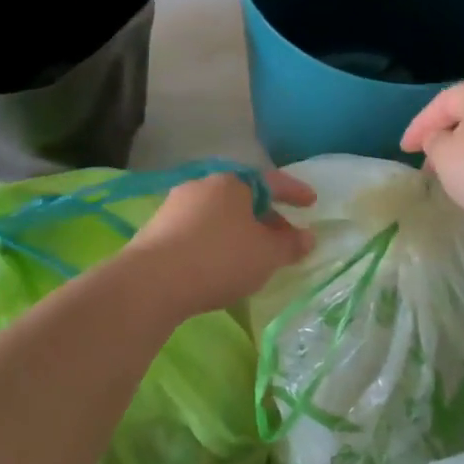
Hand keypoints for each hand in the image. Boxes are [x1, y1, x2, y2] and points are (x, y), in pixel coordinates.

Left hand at [125, 169, 316, 317]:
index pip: (271, 181)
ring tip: (251, 255)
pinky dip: (214, 242)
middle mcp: (203, 185)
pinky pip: (197, 230)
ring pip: (218, 214)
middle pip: (243, 197)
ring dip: (238, 230)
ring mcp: (175, 206)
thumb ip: (290, 244)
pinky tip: (218, 264)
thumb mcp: (267, 255)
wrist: (152, 282)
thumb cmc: (220, 258)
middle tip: (283, 238)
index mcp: (232, 182)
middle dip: (265, 216)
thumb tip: (308, 237)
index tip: (311, 203)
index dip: (294, 192)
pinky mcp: (156, 230)